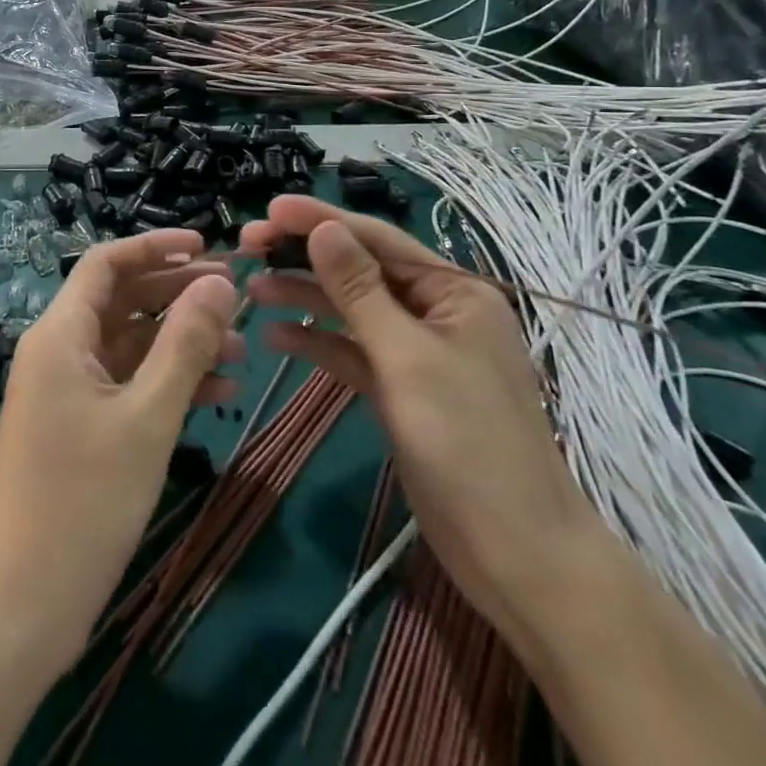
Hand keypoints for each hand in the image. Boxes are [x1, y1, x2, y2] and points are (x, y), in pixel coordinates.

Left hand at [0, 230, 243, 677]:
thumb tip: (220, 282)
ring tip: (242, 351)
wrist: (19, 610)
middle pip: (123, 300)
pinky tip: (219, 396)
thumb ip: (185, 344)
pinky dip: (168, 383)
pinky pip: (128, 386)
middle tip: (238, 298)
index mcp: (60, 334)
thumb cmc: (82, 503)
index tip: (209, 247)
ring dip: (182, 343)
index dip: (156, 247)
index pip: (106, 263)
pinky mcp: (80, 429)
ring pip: (131, 345)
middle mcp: (59, 351)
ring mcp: (68, 392)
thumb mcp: (146, 418)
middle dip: (178, 295)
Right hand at [241, 197, 595, 630]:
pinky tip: (276, 336)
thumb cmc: (468, 443)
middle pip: (361, 270)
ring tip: (252, 289)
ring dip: (305, 297)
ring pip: (351, 310)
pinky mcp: (401, 389)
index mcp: (455, 292)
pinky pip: (353, 352)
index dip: (321, 220)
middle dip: (305, 257)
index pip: (378, 239)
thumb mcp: (407, 358)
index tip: (269, 209)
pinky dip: (317, 342)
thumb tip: (323, 228)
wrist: (516, 555)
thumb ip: (360, 290)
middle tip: (249, 247)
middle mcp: (436, 312)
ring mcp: (418, 352)